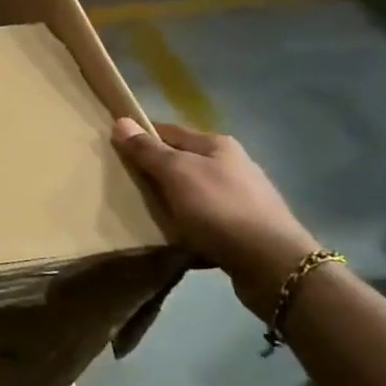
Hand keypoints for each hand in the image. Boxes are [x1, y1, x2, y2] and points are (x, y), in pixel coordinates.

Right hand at [112, 119, 319, 320]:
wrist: (272, 263)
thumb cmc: (220, 209)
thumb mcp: (177, 174)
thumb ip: (148, 150)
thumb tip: (121, 122)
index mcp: (216, 144)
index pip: (168, 130)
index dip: (140, 137)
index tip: (113, 150)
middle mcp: (231, 164)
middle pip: (180, 160)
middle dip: (153, 171)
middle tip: (123, 185)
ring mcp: (240, 195)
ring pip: (191, 190)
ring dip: (169, 199)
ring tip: (144, 212)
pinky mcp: (243, 225)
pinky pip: (203, 216)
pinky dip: (186, 221)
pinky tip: (174, 234)